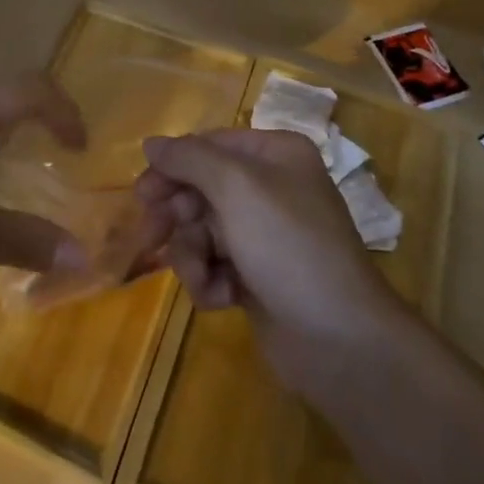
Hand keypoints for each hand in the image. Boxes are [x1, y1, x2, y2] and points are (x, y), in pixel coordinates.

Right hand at [136, 128, 397, 392]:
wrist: (341, 340)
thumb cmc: (287, 245)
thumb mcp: (235, 187)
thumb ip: (188, 159)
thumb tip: (151, 142)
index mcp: (274, 154)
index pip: (209, 145)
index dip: (173, 166)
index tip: (142, 193)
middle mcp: (270, 187)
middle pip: (201, 187)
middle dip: (178, 215)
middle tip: (153, 235)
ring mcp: (265, 233)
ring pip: (202, 229)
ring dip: (193, 255)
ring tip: (204, 278)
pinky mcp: (258, 275)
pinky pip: (216, 264)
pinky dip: (211, 279)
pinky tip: (223, 298)